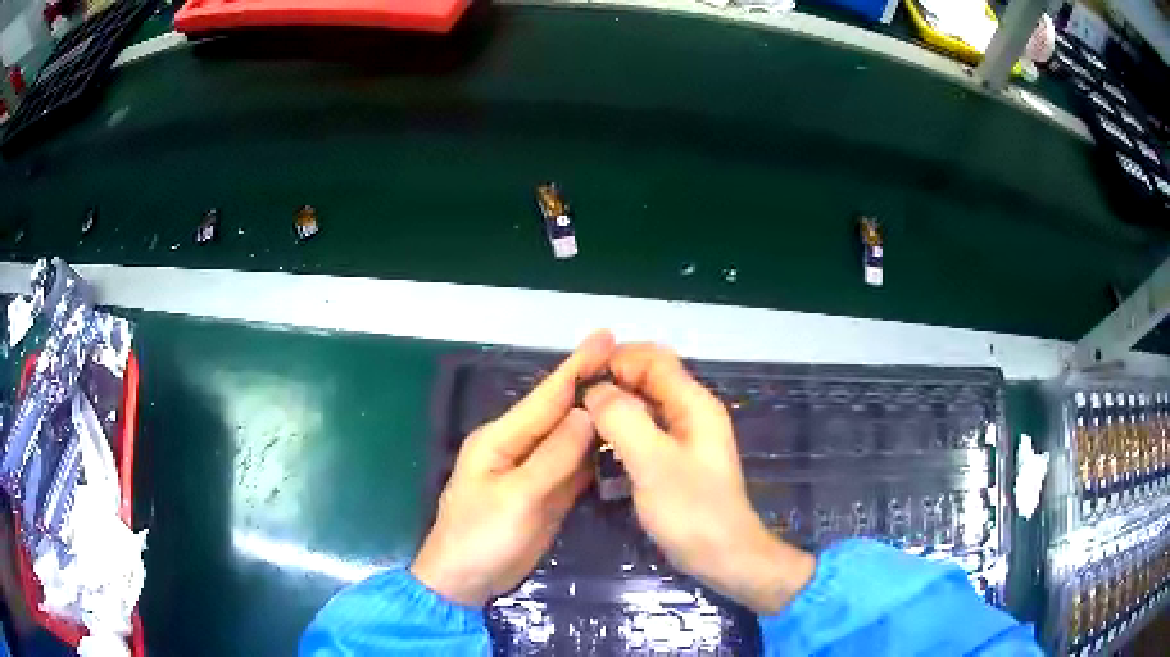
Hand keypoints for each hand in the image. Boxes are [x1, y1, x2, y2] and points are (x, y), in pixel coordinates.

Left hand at [411, 331, 614, 605]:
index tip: (607, 338)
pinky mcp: (547, 495)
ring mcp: (534, 473)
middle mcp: (518, 447)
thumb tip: (586, 413)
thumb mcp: (517, 497)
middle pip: (561, 413)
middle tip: (632, 364)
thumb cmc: (480, 537)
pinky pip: (576, 468)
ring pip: (572, 439)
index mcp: (501, 439)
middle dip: (592, 386)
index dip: (577, 366)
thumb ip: (553, 456)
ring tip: (635, 395)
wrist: (466, 581)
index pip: (546, 396)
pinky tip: (619, 442)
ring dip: (599, 418)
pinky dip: (597, 453)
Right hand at [584, 344, 814, 613]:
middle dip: (612, 381)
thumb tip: (595, 391)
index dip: (615, 359)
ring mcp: (686, 437)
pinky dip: (622, 429)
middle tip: (572, 400)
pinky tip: (599, 445)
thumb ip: (623, 420)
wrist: (723, 556)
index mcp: (694, 404)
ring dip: (615, 406)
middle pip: (649, 379)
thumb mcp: (652, 463)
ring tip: (578, 420)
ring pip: (645, 405)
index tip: (577, 378)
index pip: (653, 359)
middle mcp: (692, 412)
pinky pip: (646, 431)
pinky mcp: (677, 460)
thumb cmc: (691, 510)